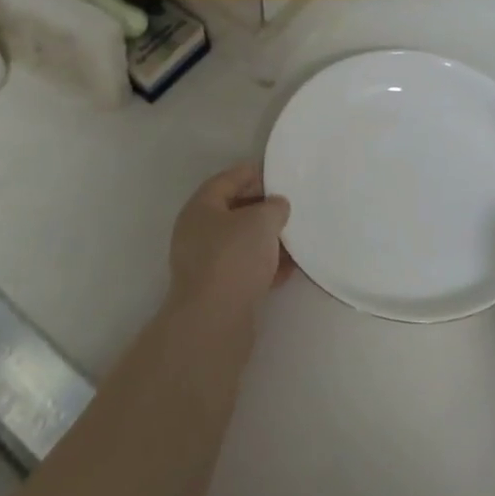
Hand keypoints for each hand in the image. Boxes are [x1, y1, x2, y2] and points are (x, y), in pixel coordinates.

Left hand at [167, 163, 292, 320]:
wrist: (214, 322)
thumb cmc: (234, 258)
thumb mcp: (261, 221)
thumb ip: (274, 206)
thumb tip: (277, 206)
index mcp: (201, 207)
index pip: (228, 179)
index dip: (253, 173)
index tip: (279, 174)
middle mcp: (198, 232)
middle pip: (235, 211)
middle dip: (263, 208)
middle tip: (290, 205)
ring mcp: (206, 263)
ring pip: (242, 242)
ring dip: (267, 239)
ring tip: (296, 236)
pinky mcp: (218, 290)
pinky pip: (246, 268)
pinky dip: (266, 265)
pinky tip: (290, 268)